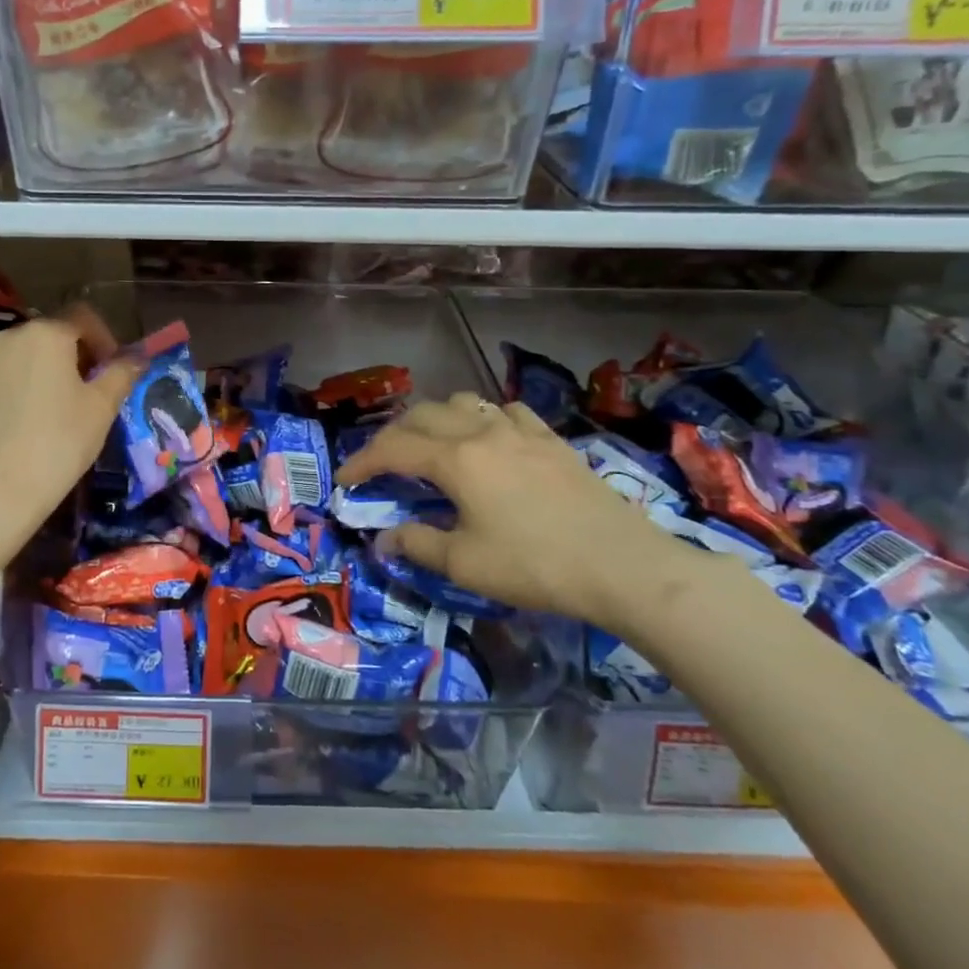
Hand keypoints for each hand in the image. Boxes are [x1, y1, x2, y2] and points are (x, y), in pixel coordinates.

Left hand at [0, 308, 141, 527]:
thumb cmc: (60, 441)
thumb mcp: (102, 407)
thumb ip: (121, 373)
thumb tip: (136, 357)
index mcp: (45, 333)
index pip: (83, 316)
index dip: (105, 339)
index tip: (114, 371)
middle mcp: (9, 336)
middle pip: (52, 333)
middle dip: (76, 355)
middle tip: (91, 390)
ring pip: (26, 355)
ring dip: (47, 370)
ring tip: (60, 407)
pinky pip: (4, 376)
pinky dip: (22, 387)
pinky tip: (30, 421)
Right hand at [335, 393, 704, 633]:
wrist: (623, 566)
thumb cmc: (535, 566)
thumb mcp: (465, 564)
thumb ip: (417, 544)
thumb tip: (384, 538)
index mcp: (456, 459)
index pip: (393, 449)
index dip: (362, 462)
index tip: (344, 481)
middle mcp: (482, 432)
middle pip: (422, 415)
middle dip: (392, 436)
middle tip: (381, 464)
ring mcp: (521, 431)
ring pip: (464, 402)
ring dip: (436, 418)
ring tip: (431, 444)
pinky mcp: (552, 440)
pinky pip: (507, 411)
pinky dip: (484, 419)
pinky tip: (491, 440)